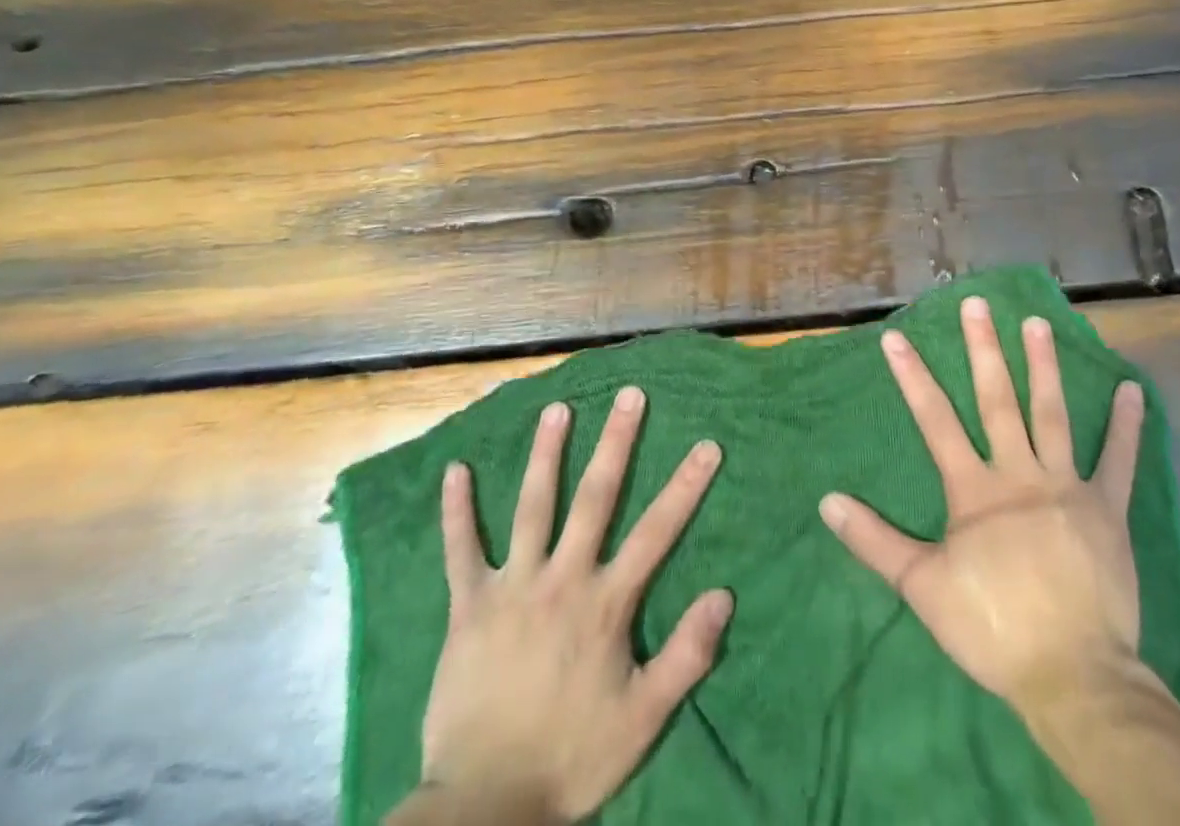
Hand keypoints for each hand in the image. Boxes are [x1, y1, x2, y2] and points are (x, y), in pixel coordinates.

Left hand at [412, 387, 730, 825]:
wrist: (484, 807)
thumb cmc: (571, 757)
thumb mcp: (643, 718)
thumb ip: (686, 656)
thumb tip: (724, 595)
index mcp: (606, 603)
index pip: (657, 532)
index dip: (685, 487)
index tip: (707, 445)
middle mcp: (562, 579)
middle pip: (596, 498)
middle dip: (616, 443)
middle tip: (630, 395)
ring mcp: (512, 587)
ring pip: (533, 507)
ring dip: (546, 454)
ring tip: (557, 409)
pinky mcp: (468, 606)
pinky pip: (460, 551)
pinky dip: (457, 511)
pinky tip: (455, 470)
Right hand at [818, 297, 1150, 716]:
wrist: (1073, 677)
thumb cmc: (992, 628)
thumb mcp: (922, 586)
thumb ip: (874, 540)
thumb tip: (827, 500)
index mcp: (974, 489)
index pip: (935, 420)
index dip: (913, 377)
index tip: (896, 338)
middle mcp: (1019, 473)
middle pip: (997, 400)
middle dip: (984, 349)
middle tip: (978, 304)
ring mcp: (1067, 486)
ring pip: (1052, 414)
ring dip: (1044, 366)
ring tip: (1038, 323)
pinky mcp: (1107, 509)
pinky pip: (1119, 461)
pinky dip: (1126, 426)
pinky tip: (1132, 389)